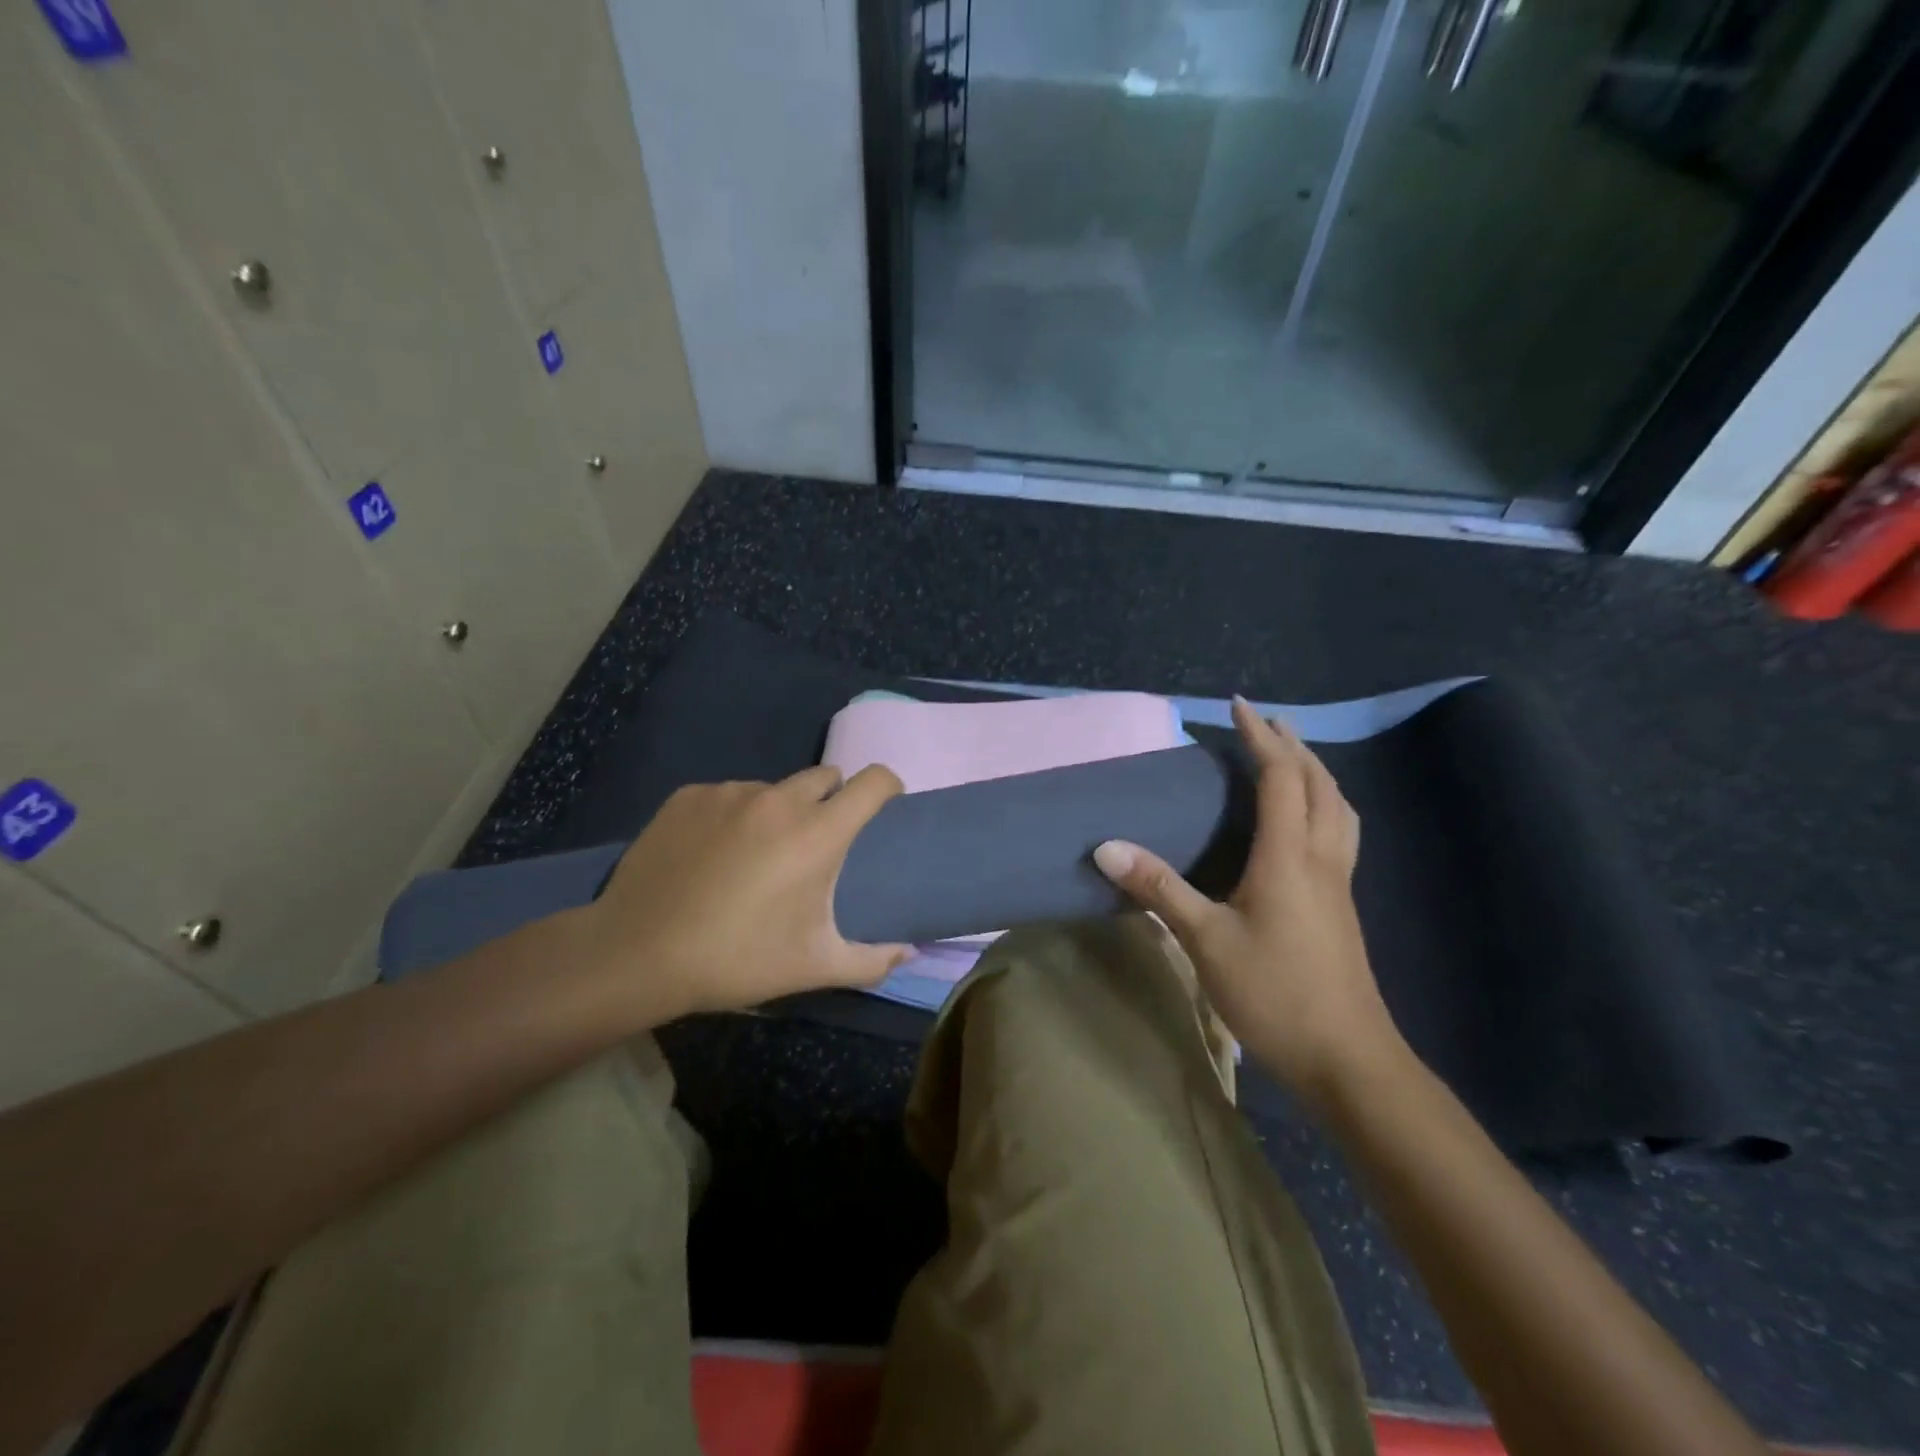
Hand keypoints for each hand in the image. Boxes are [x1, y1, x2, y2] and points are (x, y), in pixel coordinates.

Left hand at [579, 765, 914, 1020]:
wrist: (636, 954)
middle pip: (825, 777)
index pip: (873, 781)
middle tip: (815, 843)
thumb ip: (872, 960)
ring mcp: (729, 792)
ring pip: (774, 788)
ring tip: (756, 854)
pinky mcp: (688, 796)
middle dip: (832, 800)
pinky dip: (732, 816)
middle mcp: (778, 799)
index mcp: (818, 833)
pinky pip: (728, 795)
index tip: (884, 809)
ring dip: (779, 811)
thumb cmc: (737, 960)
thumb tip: (909, 952)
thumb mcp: (813, 967)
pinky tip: (711, 854)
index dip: (887, 789)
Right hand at [1093, 697, 1406, 1106]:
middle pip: (1319, 784)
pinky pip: (1339, 832)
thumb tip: (1107, 846)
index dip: (1260, 737)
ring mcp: (1339, 883)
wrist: (1349, 1058)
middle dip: (1292, 746)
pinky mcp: (1342, 905)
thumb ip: (1158, 889)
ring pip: (1338, 808)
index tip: (1238, 707)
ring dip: (1316, 773)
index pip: (1280, 777)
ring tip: (1292, 760)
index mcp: (1289, 856)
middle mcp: (1321, 858)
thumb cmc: (1275, 992)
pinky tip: (1307, 824)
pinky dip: (1324, 805)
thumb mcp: (1205, 940)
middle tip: (1264, 724)